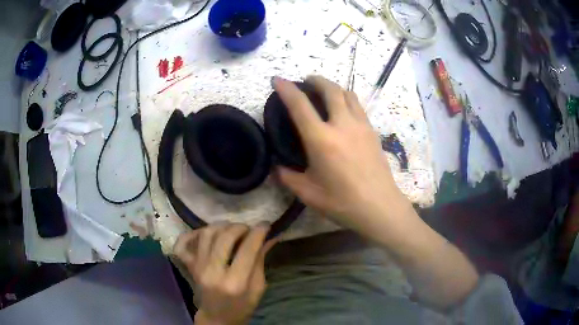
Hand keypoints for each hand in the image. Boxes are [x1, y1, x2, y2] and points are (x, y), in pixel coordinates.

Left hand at [174, 223, 275, 324]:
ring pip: (206, 234)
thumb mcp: (258, 289)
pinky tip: (204, 234)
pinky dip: (191, 234)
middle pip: (225, 237)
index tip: (265, 225)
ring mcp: (197, 267)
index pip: (247, 250)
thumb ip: (260, 262)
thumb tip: (266, 238)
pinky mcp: (188, 266)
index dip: (258, 233)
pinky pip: (182, 244)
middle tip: (248, 229)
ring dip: (221, 226)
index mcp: (235, 283)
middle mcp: (213, 272)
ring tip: (230, 230)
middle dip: (240, 227)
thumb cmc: (241, 307)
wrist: (216, 318)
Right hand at [274, 76, 479, 308]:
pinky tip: (344, 111)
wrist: (380, 207)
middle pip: (331, 89)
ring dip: (334, 87)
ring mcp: (362, 126)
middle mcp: (342, 125)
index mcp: (321, 139)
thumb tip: (277, 167)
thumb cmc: (342, 202)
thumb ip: (288, 177)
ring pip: (348, 94)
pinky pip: (359, 106)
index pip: (300, 105)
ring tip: (326, 91)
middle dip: (316, 79)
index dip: (286, 89)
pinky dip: (347, 100)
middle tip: (307, 80)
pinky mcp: (373, 132)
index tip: (277, 79)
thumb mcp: (308, 193)